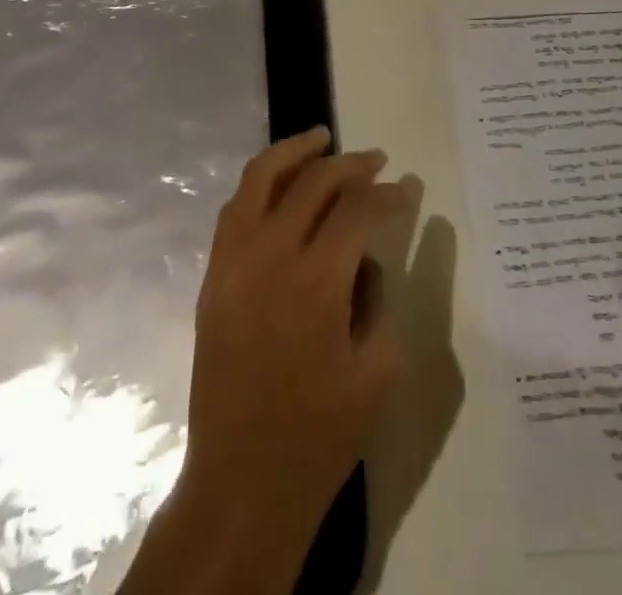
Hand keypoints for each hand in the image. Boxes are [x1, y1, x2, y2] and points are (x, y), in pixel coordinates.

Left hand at [124, 127, 405, 594]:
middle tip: (377, 160)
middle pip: (312, 183)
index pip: (357, 210)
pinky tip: (281, 183)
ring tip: (321, 139)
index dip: (388, 193)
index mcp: (317, 283)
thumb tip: (365, 259)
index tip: (409, 188)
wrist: (242, 483)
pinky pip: (234, 210)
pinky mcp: (212, 277)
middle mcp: (270, 258)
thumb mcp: (379, 371)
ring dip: (294, 152)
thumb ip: (378, 299)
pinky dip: (260, 183)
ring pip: (260, 179)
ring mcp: (233, 264)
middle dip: (350, 165)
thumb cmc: (320, 435)